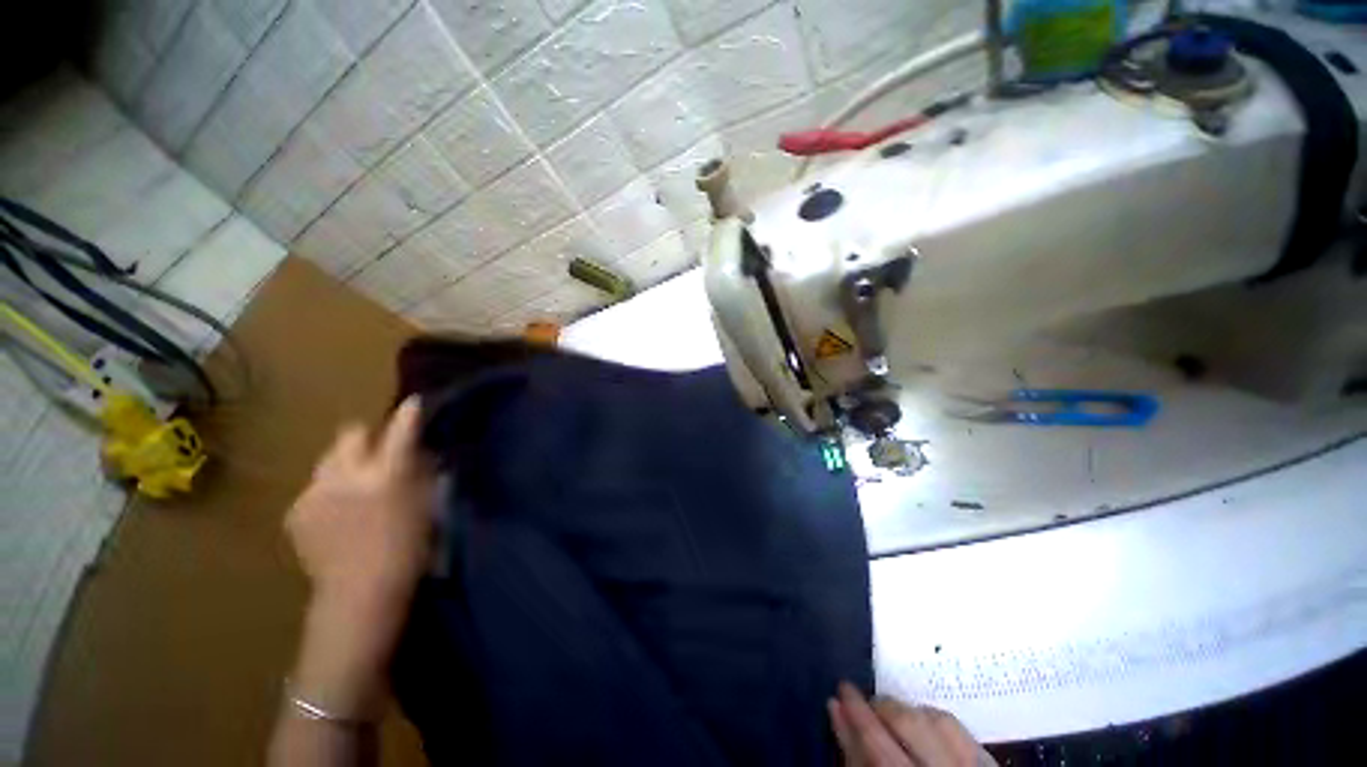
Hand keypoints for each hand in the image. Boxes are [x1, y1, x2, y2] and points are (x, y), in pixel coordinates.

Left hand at [287, 397, 435, 609]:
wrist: (359, 593)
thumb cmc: (408, 549)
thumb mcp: (428, 506)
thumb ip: (422, 474)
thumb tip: (420, 452)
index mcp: (386, 475)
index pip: (400, 431)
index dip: (408, 414)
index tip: (413, 403)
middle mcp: (346, 476)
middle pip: (350, 434)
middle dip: (365, 437)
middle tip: (377, 453)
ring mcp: (315, 492)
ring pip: (328, 459)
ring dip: (344, 464)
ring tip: (354, 487)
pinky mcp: (296, 510)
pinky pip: (314, 487)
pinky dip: (328, 492)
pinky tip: (337, 514)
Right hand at [829, 682, 995, 766]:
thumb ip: (853, 752)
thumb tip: (835, 707)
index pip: (877, 743)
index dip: (856, 712)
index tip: (841, 688)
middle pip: (909, 723)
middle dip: (882, 706)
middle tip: (865, 704)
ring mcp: (974, 766)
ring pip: (937, 718)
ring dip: (909, 712)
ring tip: (894, 719)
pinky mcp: (989, 761)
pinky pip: (959, 726)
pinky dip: (935, 720)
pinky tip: (923, 727)